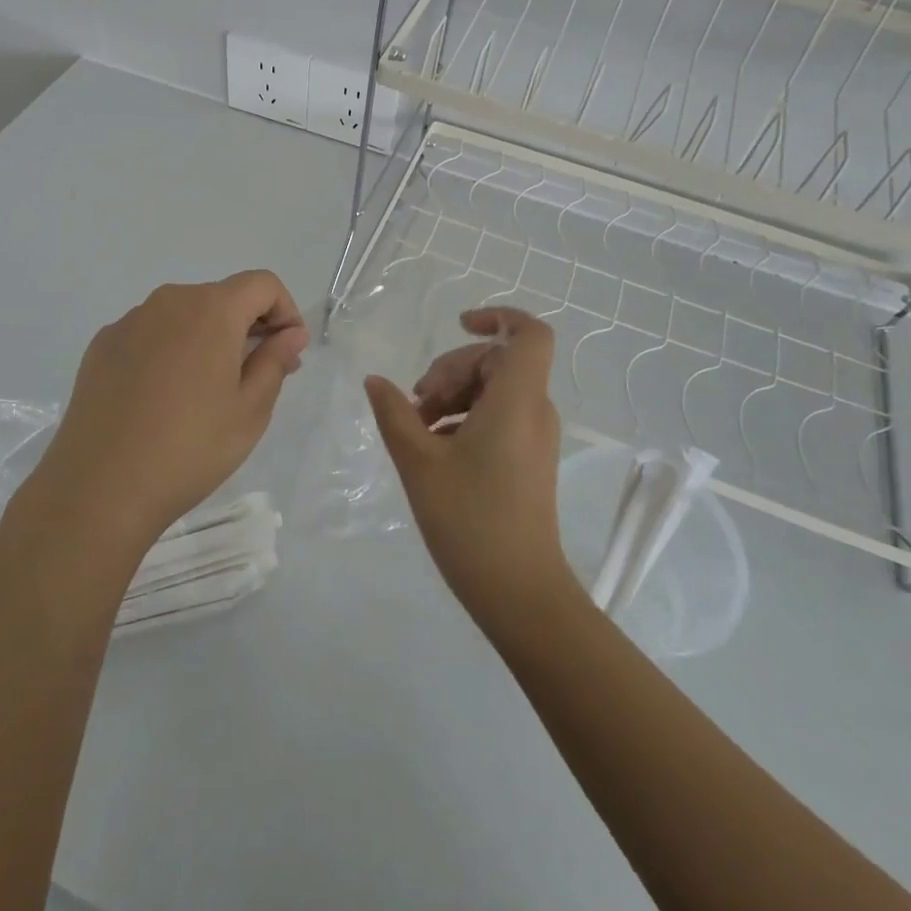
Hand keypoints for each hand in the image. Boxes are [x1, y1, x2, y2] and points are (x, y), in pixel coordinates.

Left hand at [29, 271, 308, 551]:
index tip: (287, 352)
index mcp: (211, 309)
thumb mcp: (250, 410)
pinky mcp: (102, 346)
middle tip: (257, 378)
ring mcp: (129, 321)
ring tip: (206, 393)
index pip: (262, 284)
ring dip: (207, 338)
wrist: (99, 488)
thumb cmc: (189, 449)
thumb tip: (291, 333)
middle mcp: (168, 301)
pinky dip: (169, 350)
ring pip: (184, 315)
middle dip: (248, 327)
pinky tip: (162, 399)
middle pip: (222, 297)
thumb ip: (275, 361)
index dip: (285, 310)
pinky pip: (150, 334)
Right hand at [363, 308, 574, 622]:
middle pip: (497, 361)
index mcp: (516, 400)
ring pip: (495, 389)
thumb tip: (375, 380)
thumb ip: (395, 413)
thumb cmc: (470, 520)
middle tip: (417, 402)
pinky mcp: (530, 459)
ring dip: (454, 394)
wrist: (520, 593)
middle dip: (452, 370)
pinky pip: (499, 415)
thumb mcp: (419, 462)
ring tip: (418, 426)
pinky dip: (466, 417)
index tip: (458, 325)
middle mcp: (534, 410)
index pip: (528, 334)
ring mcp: (535, 437)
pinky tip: (434, 446)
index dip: (497, 317)